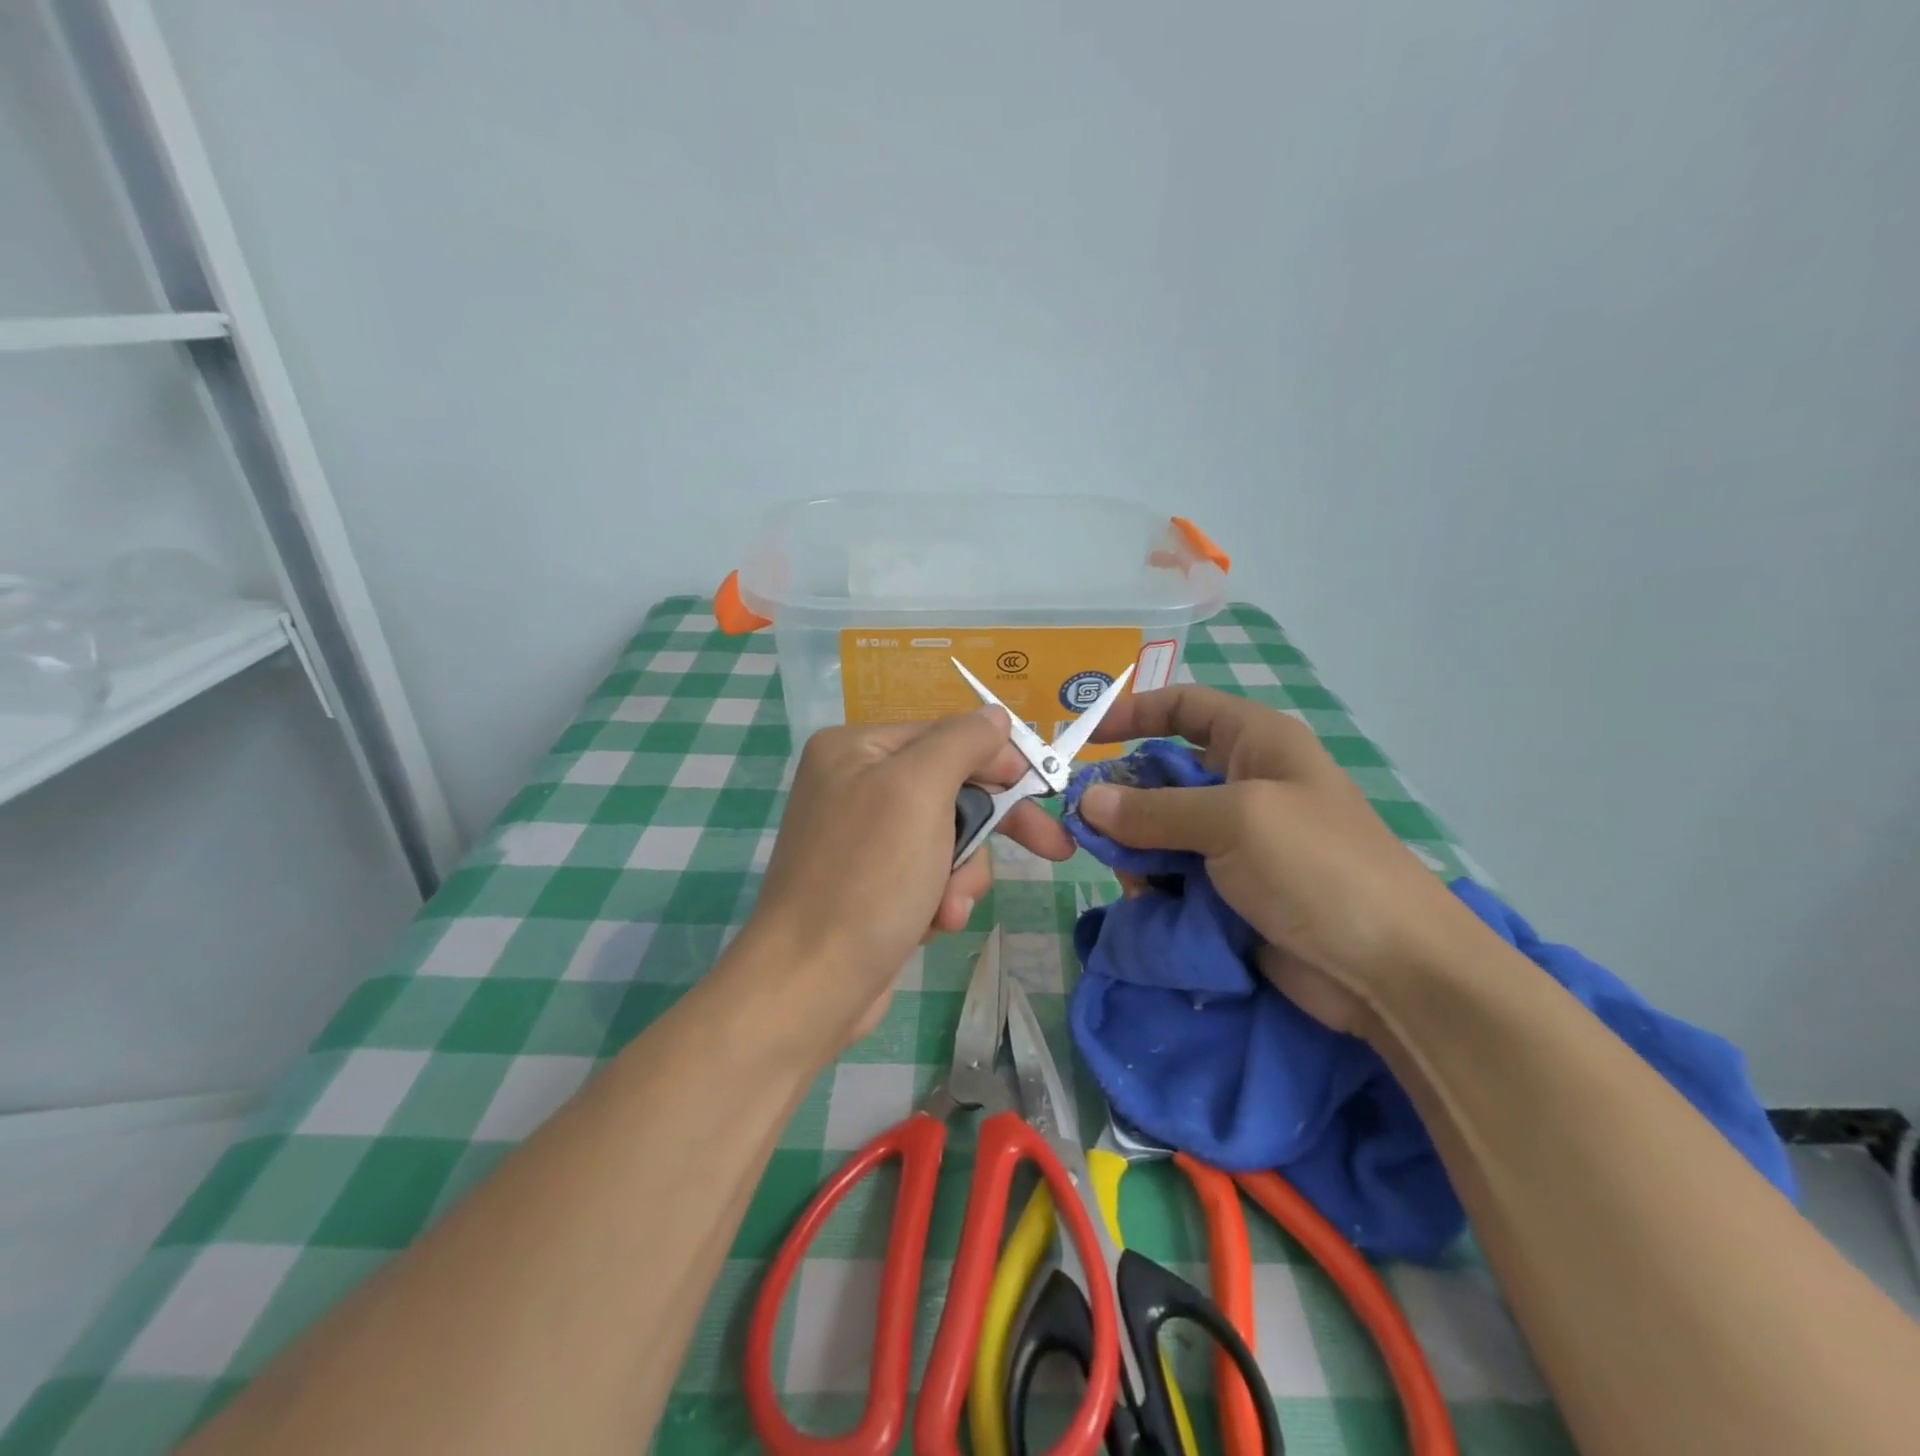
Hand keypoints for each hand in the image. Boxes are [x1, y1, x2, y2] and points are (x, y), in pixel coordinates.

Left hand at [728, 708, 1073, 1056]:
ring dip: (961, 873)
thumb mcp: (918, 791)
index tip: (1043, 790)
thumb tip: (995, 716)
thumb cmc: (868, 877)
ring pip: (948, 837)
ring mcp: (862, 838)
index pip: (946, 736)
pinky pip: (928, 872)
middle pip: (951, 789)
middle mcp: (855, 784)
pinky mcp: (872, 883)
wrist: (811, 984)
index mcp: (856, 749)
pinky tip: (933, 923)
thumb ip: (961, 743)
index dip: (998, 762)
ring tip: (948, 908)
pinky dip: (940, 897)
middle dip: (985, 831)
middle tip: (1051, 849)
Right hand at [1079, 687, 1490, 1038]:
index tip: (1086, 739)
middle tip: (1092, 830)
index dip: (1134, 713)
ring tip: (1138, 880)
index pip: (1184, 707)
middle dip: (1125, 800)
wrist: (1390, 972)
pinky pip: (1173, 874)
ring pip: (1160, 831)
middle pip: (1161, 774)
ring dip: (1138, 851)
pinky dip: (1155, 885)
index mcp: (1256, 743)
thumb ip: (1154, 809)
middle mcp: (1244, 784)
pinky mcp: (1230, 890)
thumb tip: (1086, 802)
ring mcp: (1237, 841)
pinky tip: (1153, 904)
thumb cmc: (1318, 868)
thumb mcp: (1234, 821)